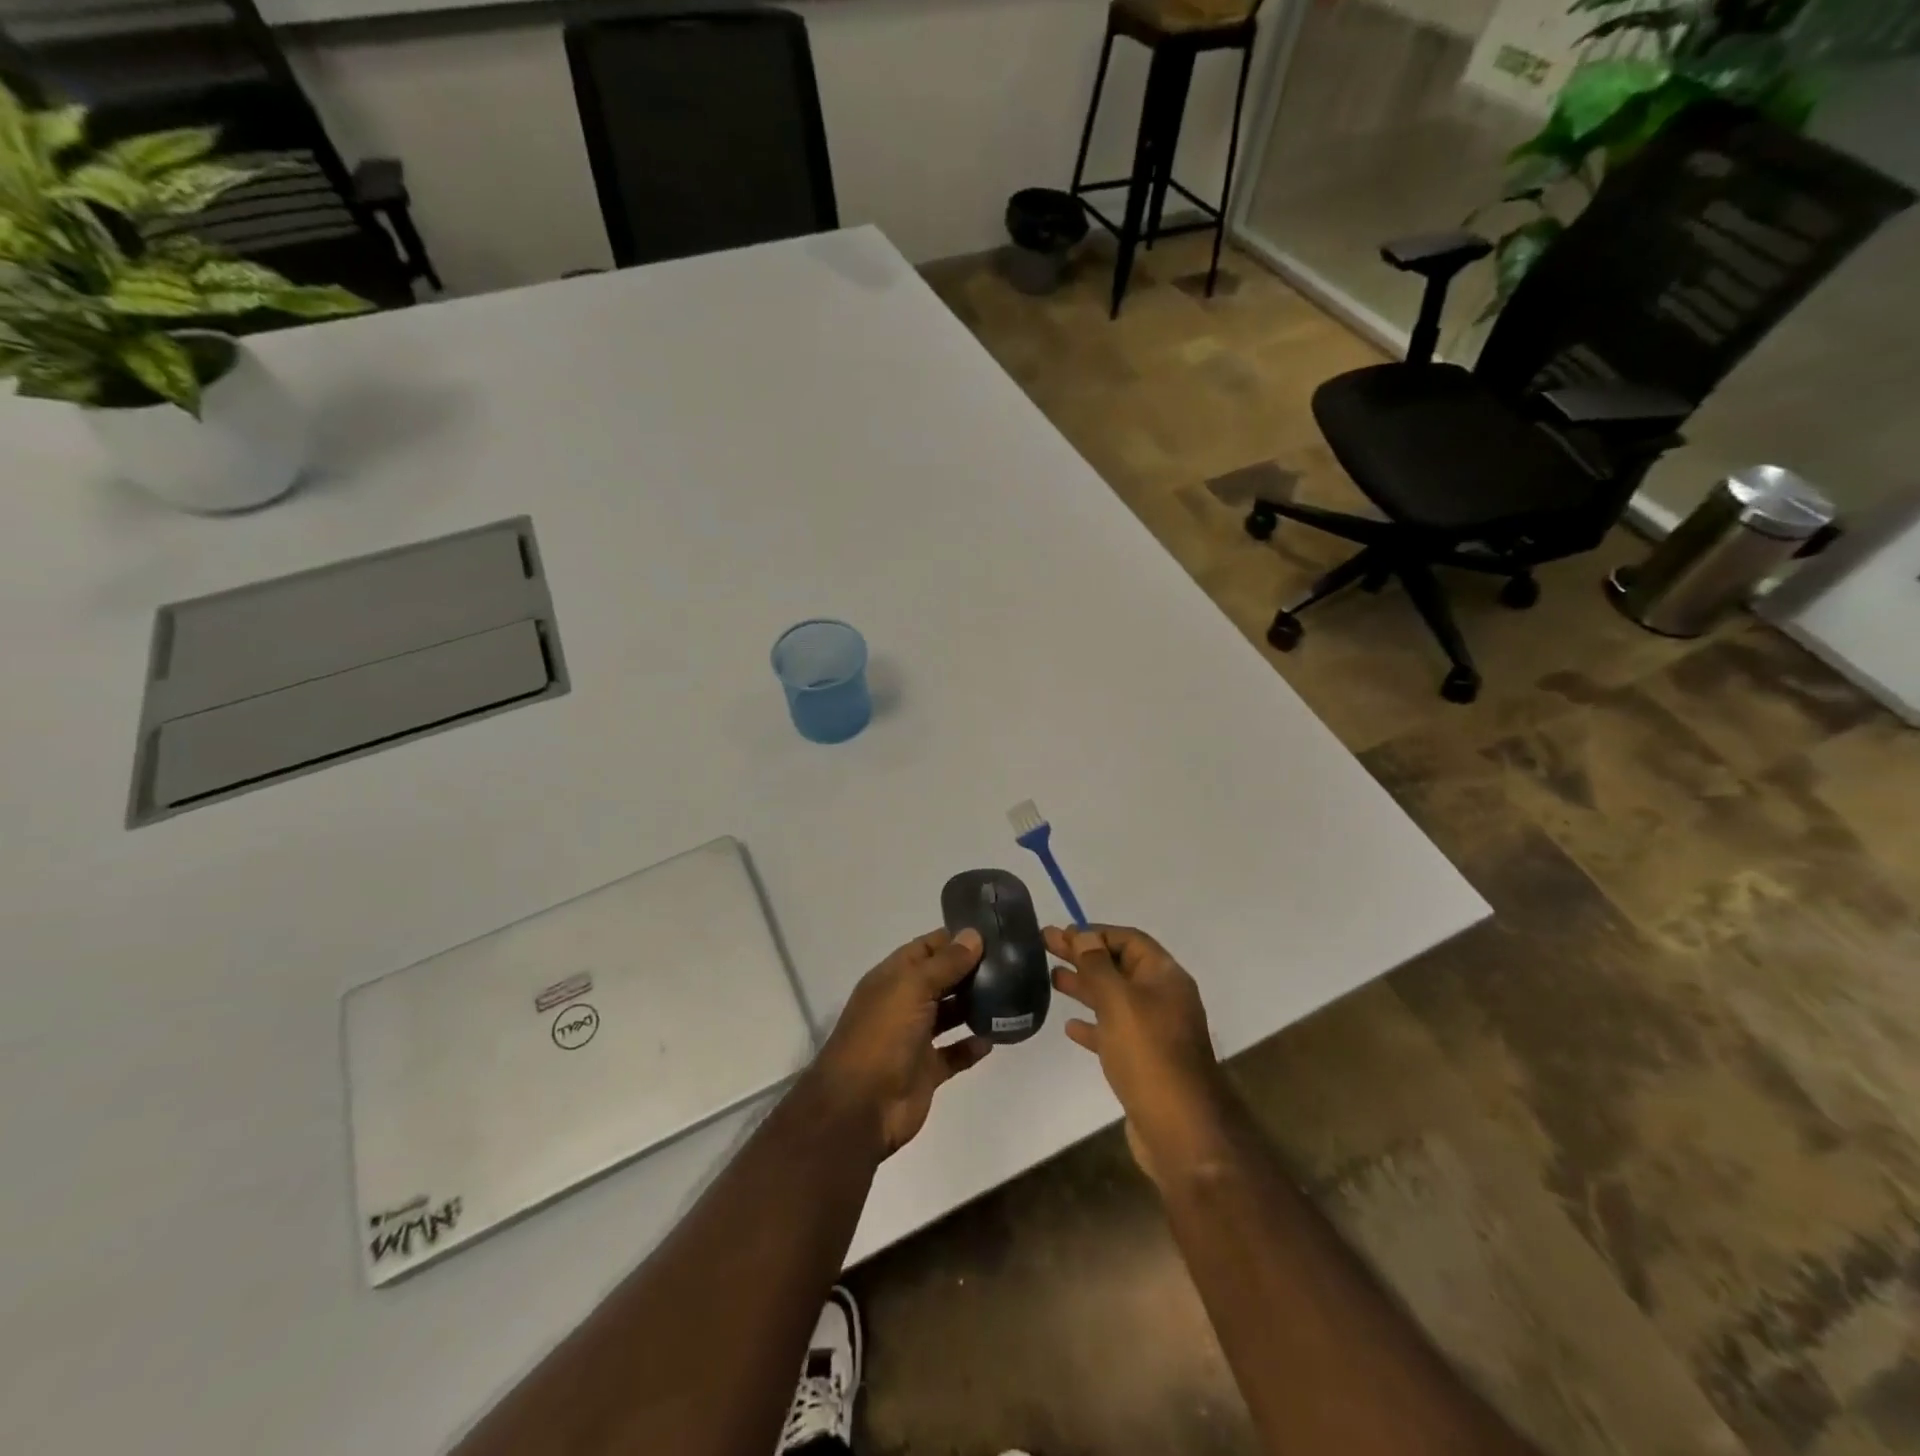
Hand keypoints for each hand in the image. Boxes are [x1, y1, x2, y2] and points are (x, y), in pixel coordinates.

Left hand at [809, 928, 993, 1157]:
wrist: (860, 1107)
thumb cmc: (883, 1036)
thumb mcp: (912, 988)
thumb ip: (945, 963)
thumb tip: (974, 935)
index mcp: (893, 978)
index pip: (926, 948)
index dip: (954, 939)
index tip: (991, 933)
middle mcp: (903, 1003)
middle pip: (940, 979)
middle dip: (969, 970)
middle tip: (1010, 962)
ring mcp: (914, 1038)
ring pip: (949, 1015)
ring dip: (973, 1005)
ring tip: (1008, 994)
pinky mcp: (926, 1070)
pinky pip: (954, 1053)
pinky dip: (972, 1046)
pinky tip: (994, 1038)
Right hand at [1048, 925, 1233, 1187]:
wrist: (1181, 1130)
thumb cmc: (1149, 1054)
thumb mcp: (1119, 1001)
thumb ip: (1097, 965)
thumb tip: (1083, 934)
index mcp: (1165, 977)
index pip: (1128, 939)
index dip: (1095, 933)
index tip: (1061, 934)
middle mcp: (1163, 998)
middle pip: (1118, 966)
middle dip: (1083, 955)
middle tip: (1045, 946)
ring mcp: (1155, 1031)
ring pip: (1114, 998)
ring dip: (1085, 986)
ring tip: (1051, 979)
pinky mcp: (1144, 1061)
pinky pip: (1114, 1032)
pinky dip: (1093, 1025)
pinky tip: (1069, 1028)